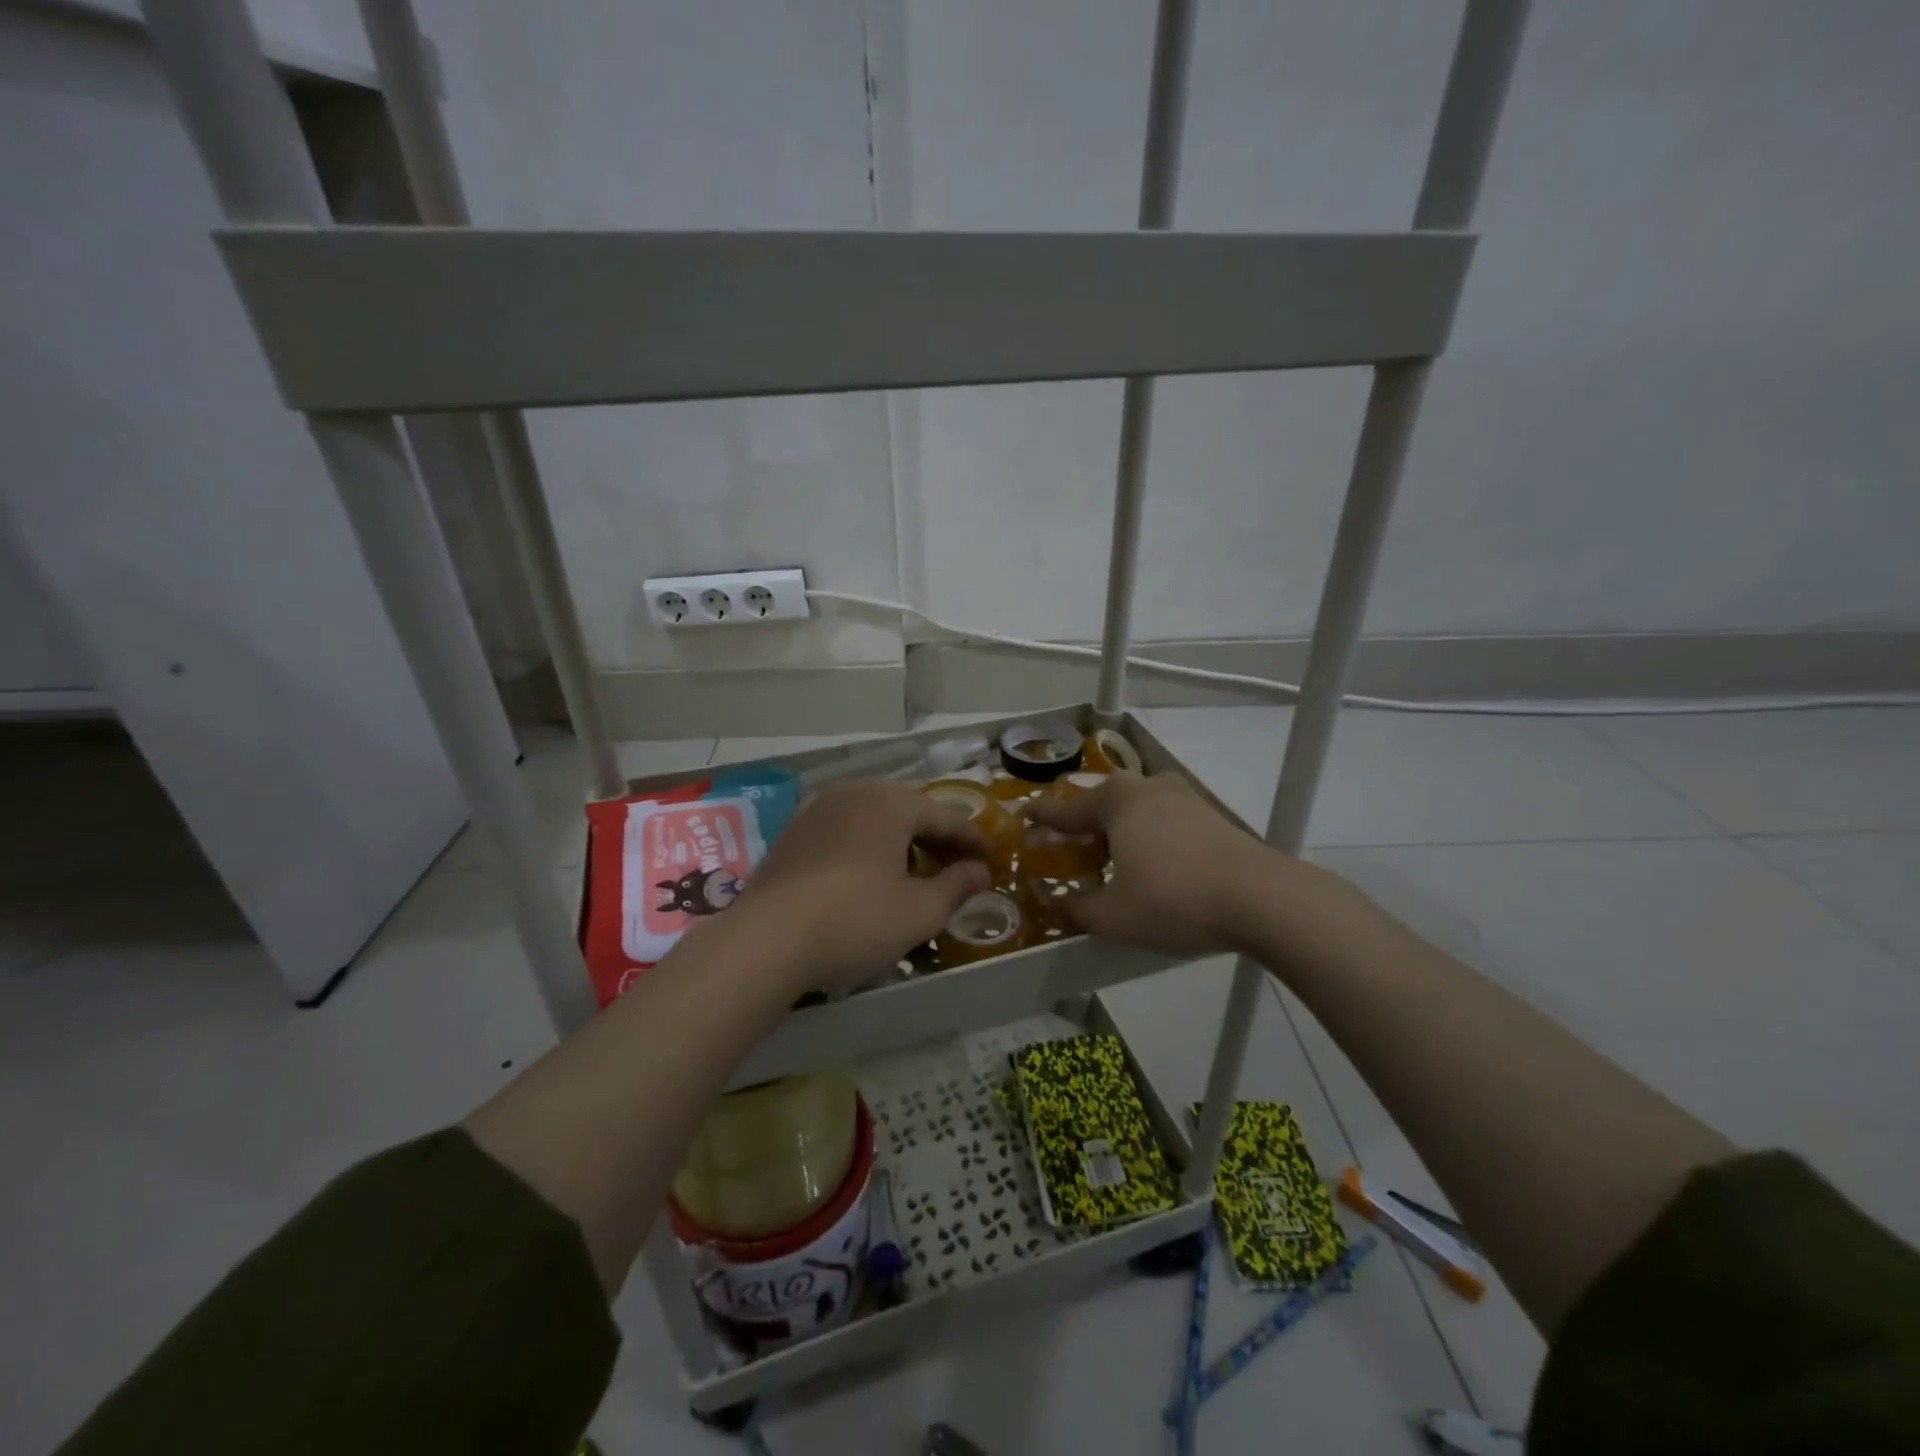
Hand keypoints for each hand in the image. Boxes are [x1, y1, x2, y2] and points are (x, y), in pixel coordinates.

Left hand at [728, 779, 991, 992]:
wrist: (767, 939)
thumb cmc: (856, 919)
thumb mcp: (919, 911)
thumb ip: (957, 886)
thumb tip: (980, 872)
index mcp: (891, 801)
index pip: (945, 817)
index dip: (971, 840)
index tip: (990, 859)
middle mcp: (855, 791)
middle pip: (909, 810)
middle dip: (935, 838)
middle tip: (955, 867)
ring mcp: (818, 808)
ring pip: (874, 818)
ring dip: (900, 841)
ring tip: (914, 872)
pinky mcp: (793, 831)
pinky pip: (845, 830)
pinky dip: (867, 846)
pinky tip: (868, 875)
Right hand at [1024, 772, 1307, 957]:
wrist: (1262, 899)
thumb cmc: (1173, 899)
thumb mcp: (1113, 917)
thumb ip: (1076, 909)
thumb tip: (1055, 904)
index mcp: (1116, 800)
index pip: (1065, 809)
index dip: (1041, 818)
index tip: (1023, 818)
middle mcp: (1147, 787)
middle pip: (1103, 804)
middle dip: (1084, 827)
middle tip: (1071, 852)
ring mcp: (1184, 798)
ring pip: (1137, 810)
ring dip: (1119, 832)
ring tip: (1113, 863)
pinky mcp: (1211, 816)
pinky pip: (1164, 821)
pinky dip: (1149, 838)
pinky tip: (1153, 867)